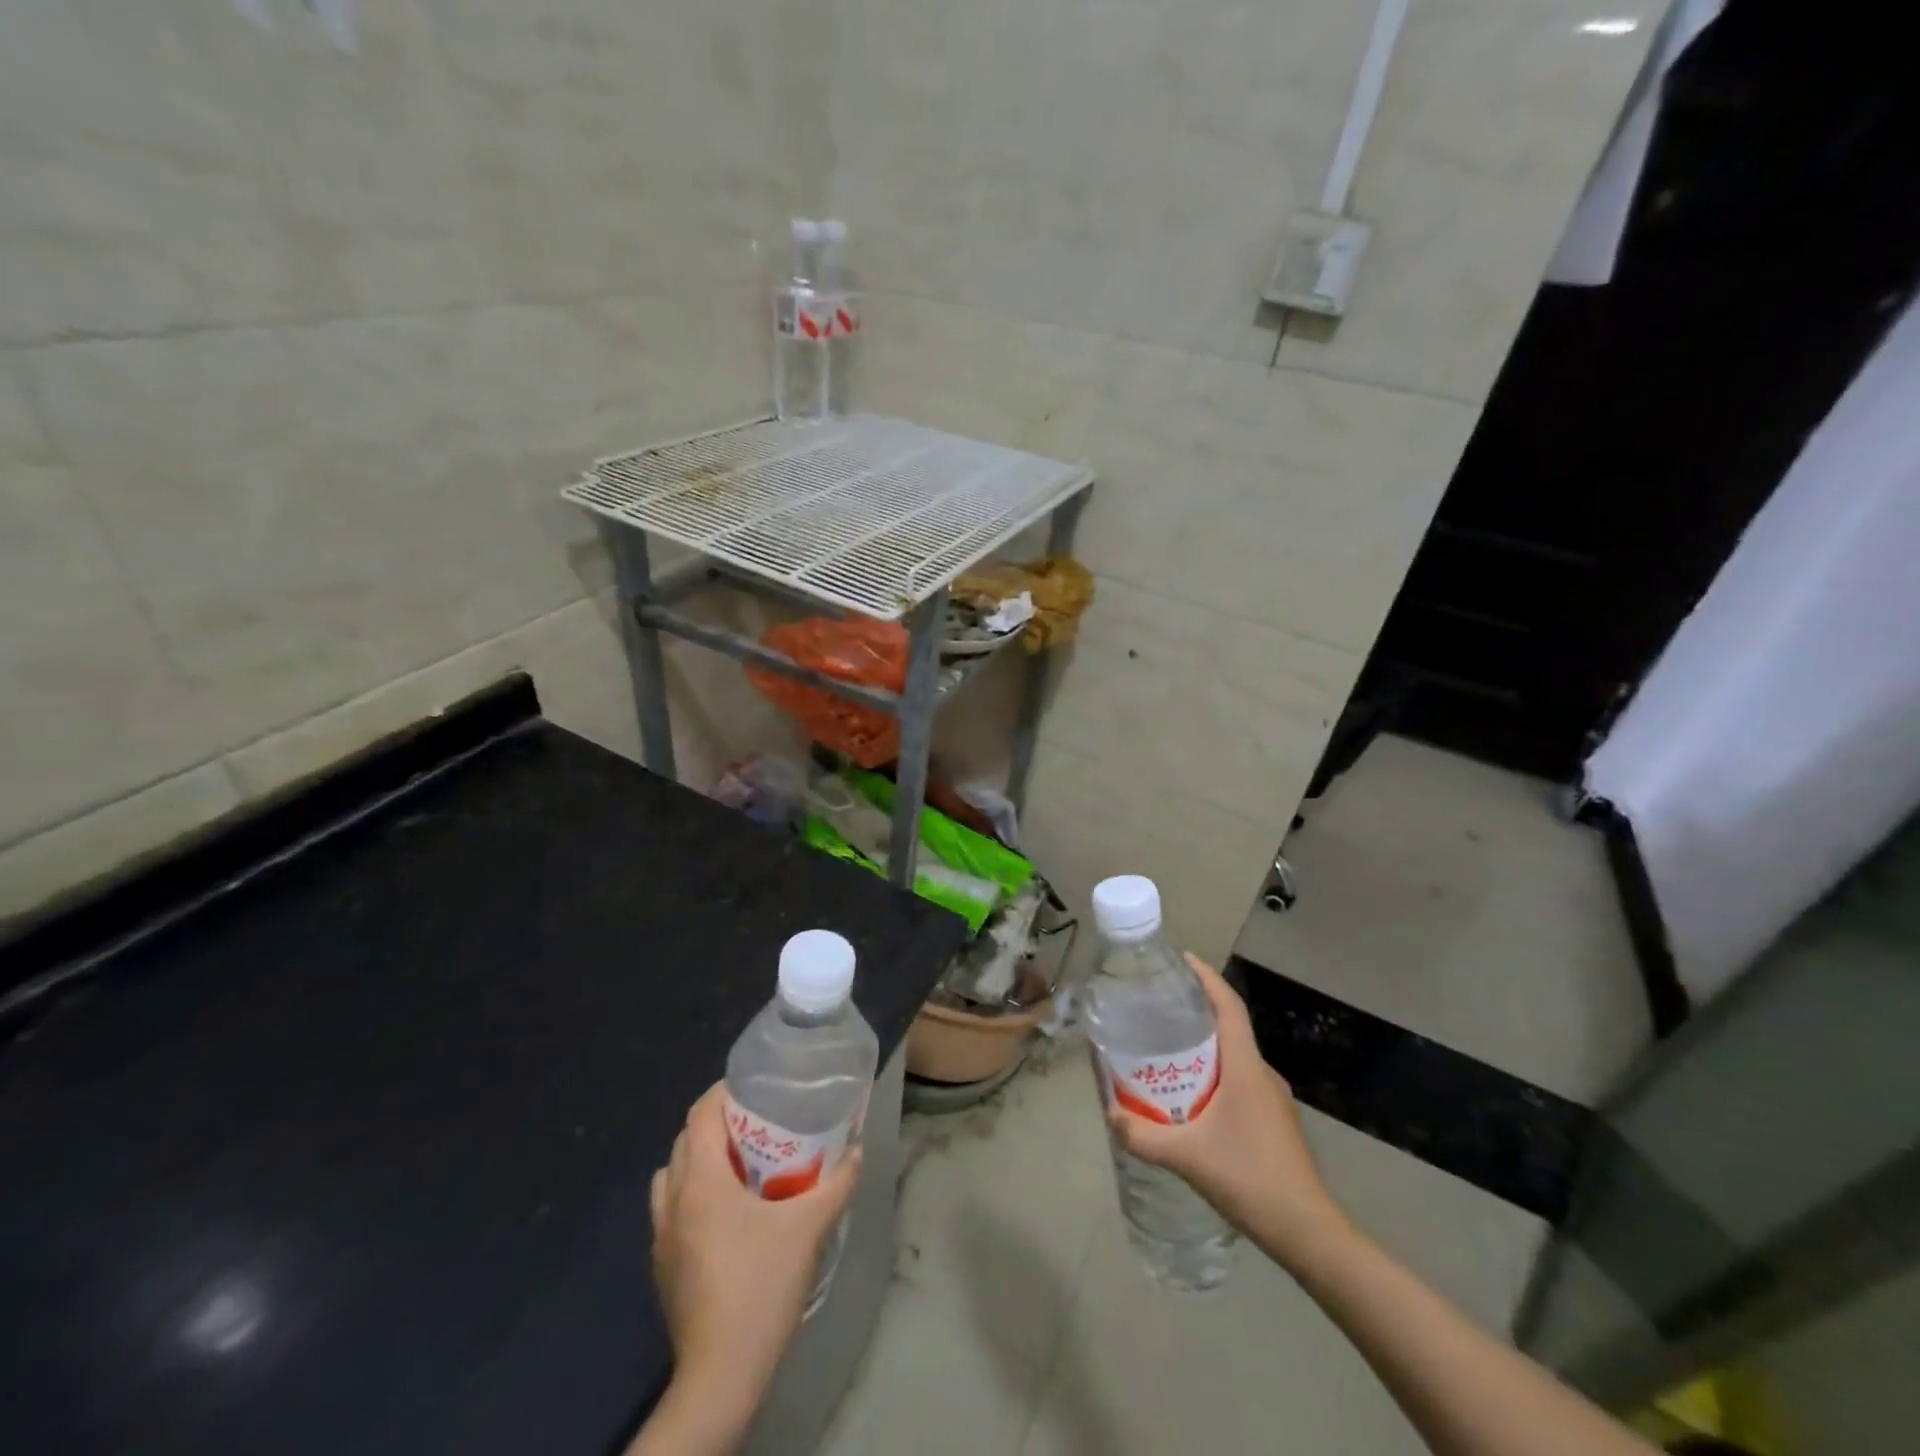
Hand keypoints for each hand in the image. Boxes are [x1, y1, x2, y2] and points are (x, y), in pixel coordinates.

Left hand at [647, 1083, 862, 1441]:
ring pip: (672, 1176)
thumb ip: (836, 1184)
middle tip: (756, 1124)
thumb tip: (857, 1152)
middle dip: (716, 1124)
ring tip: (738, 1167)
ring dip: (699, 1161)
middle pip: (685, 1140)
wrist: (720, 1373)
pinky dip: (692, 1196)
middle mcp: (673, 1201)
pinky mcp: (662, 1266)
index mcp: (701, 1182)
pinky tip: (726, 1216)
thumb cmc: (761, 1287)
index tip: (753, 1088)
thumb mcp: (809, 1228)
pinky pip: (671, 1210)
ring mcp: (662, 1237)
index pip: (700, 1114)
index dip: (722, 1093)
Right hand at [1106, 955, 1350, 1273]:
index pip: (1229, 1007)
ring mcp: (1273, 1098)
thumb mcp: (1188, 1157)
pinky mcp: (1274, 1119)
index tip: (1183, 959)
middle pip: (1229, 1027)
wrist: (1309, 1232)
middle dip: (1197, 1011)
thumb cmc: (1250, 1179)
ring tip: (1167, 1049)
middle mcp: (1262, 1073)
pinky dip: (1215, 1073)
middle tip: (1158, 1008)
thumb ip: (1143, 1136)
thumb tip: (1109, 1115)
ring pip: (1234, 1057)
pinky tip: (1192, 1096)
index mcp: (1246, 1067)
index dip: (1207, 978)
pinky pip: (1240, 1079)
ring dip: (1205, 1047)